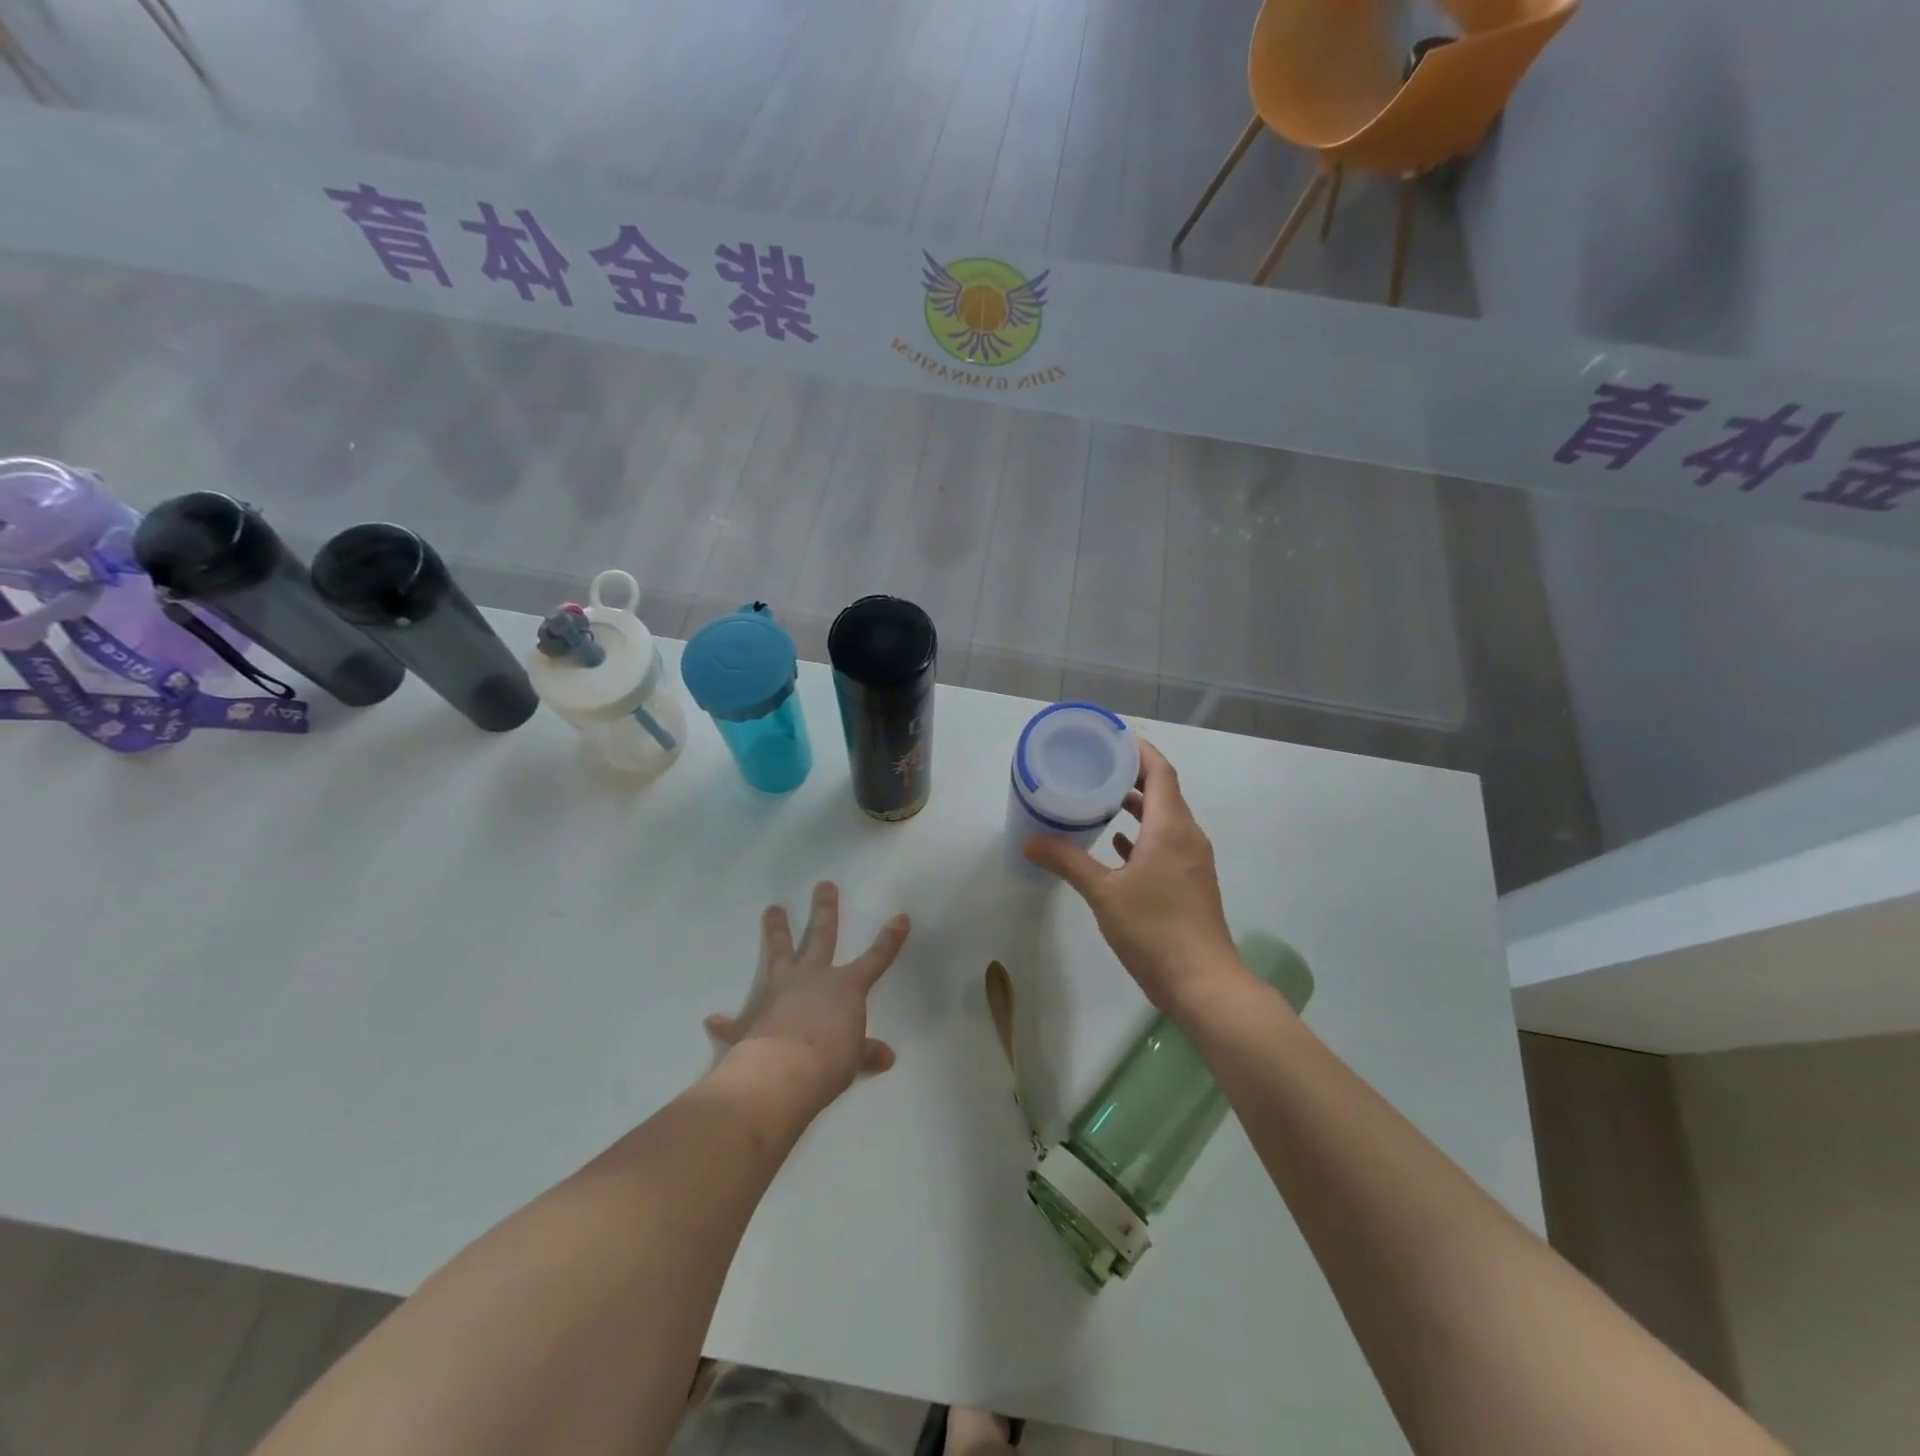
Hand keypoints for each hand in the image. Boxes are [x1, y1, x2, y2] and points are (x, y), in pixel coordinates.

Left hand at [705, 882, 910, 1103]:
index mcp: (845, 988)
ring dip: (776, 931)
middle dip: (825, 910)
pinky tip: (713, 1019)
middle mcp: (813, 978)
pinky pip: (737, 1019)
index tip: (900, 917)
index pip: (875, 959)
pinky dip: (726, 1022)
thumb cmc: (830, 1061)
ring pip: (779, 953)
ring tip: (772, 908)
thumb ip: (867, 1053)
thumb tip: (887, 1056)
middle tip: (823, 885)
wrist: (783, 1071)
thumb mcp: (854, 1059)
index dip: (889, 940)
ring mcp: (779, 991)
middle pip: (821, 936)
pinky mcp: (752, 1017)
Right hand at [1024, 738, 1247, 1017]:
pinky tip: (1117, 844)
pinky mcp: (1189, 883)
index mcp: (1171, 827)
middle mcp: (1187, 836)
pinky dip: (1142, 836)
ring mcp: (1191, 861)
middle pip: (1164, 791)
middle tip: (1096, 765)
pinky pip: (1165, 844)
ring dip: (1137, 806)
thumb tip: (1030, 841)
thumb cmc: (1155, 929)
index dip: (1139, 750)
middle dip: (1133, 775)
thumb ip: (1067, 862)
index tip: (1111, 738)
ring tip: (1100, 798)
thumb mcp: (1104, 893)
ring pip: (1164, 819)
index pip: (1160, 772)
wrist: (1203, 983)